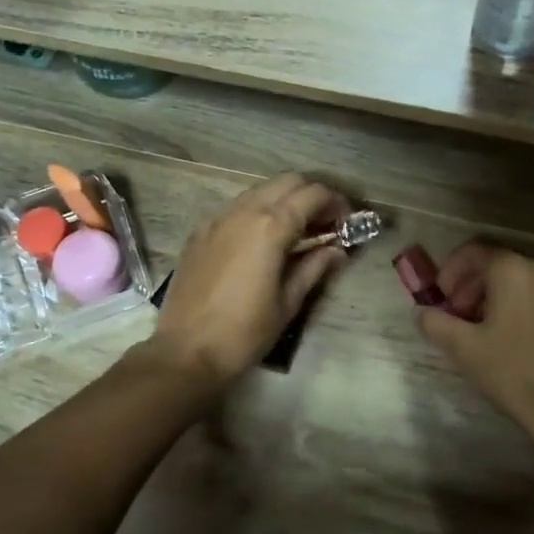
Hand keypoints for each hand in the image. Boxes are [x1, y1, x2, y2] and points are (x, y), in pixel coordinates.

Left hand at [144, 173, 350, 389]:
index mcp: (271, 226)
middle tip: (325, 224)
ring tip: (296, 232)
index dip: (336, 203)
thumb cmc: (244, 332)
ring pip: (259, 191)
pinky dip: (257, 213)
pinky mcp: (200, 232)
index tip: (347, 222)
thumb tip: (337, 250)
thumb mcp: (288, 303)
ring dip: (283, 201)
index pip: (313, 194)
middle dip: (311, 195)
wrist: (186, 351)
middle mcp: (243, 211)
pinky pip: (236, 208)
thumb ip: (314, 267)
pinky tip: (262, 242)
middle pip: (287, 182)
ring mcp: (217, 218)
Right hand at [414, 241, 533, 455]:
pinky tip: (512, 343)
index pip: (474, 252)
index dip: (449, 271)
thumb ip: (435, 322)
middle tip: (455, 318)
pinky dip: (519, 309)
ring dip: (494, 299)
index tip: (440, 299)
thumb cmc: (512, 372)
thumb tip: (421, 312)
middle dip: (470, 287)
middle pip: (498, 266)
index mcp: (514, 271)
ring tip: (481, 333)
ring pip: (520, 283)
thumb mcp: (462, 348)